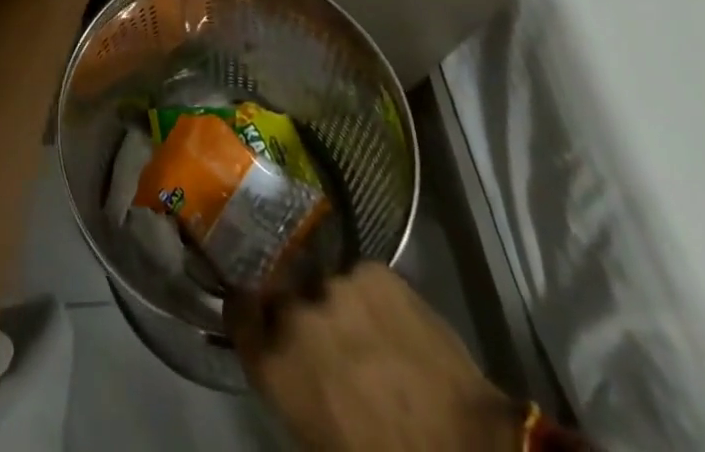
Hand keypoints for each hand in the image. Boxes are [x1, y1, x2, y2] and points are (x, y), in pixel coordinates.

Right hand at [231, 264, 518, 451]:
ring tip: (364, 330)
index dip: (246, 311)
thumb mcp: (320, 441)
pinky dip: (370, 297)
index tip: (254, 311)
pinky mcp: (373, 271)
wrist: (466, 449)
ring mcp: (334, 285)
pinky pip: (361, 279)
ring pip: (325, 286)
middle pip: (280, 294)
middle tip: (322, 334)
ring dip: (336, 305)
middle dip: (294, 309)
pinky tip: (391, 322)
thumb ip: (291, 389)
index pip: (238, 313)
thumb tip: (286, 361)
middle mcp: (294, 314)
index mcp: (275, 364)